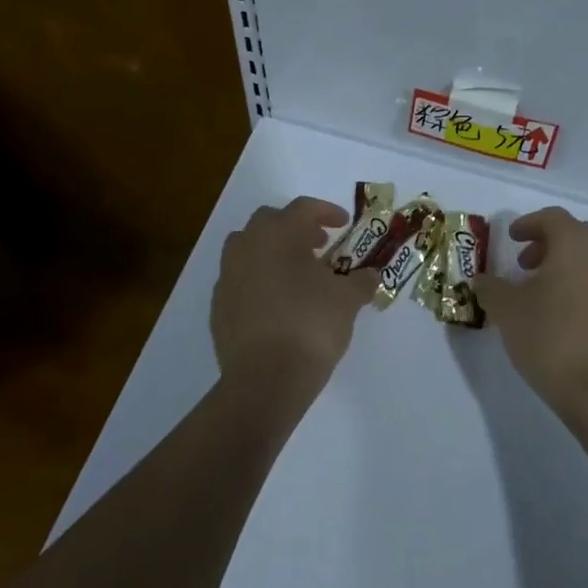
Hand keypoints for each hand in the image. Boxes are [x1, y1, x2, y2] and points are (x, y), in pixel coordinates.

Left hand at [211, 197, 377, 399]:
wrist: (265, 380)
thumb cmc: (311, 326)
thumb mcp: (348, 300)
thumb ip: (361, 281)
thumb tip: (370, 275)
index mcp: (278, 234)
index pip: (303, 208)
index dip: (326, 211)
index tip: (343, 224)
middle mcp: (247, 246)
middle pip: (269, 221)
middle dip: (295, 228)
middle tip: (318, 245)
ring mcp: (227, 276)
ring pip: (247, 248)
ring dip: (271, 251)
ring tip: (295, 273)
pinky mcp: (217, 306)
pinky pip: (239, 279)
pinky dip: (257, 280)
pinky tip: (276, 302)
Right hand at [471, 207, 587, 422]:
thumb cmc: (550, 336)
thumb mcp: (507, 310)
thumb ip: (491, 288)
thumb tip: (482, 280)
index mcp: (574, 244)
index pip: (553, 218)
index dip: (528, 223)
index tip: (510, 238)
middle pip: (575, 234)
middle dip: (547, 242)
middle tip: (523, 263)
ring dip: (562, 264)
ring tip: (536, 291)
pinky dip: (576, 284)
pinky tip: (556, 313)